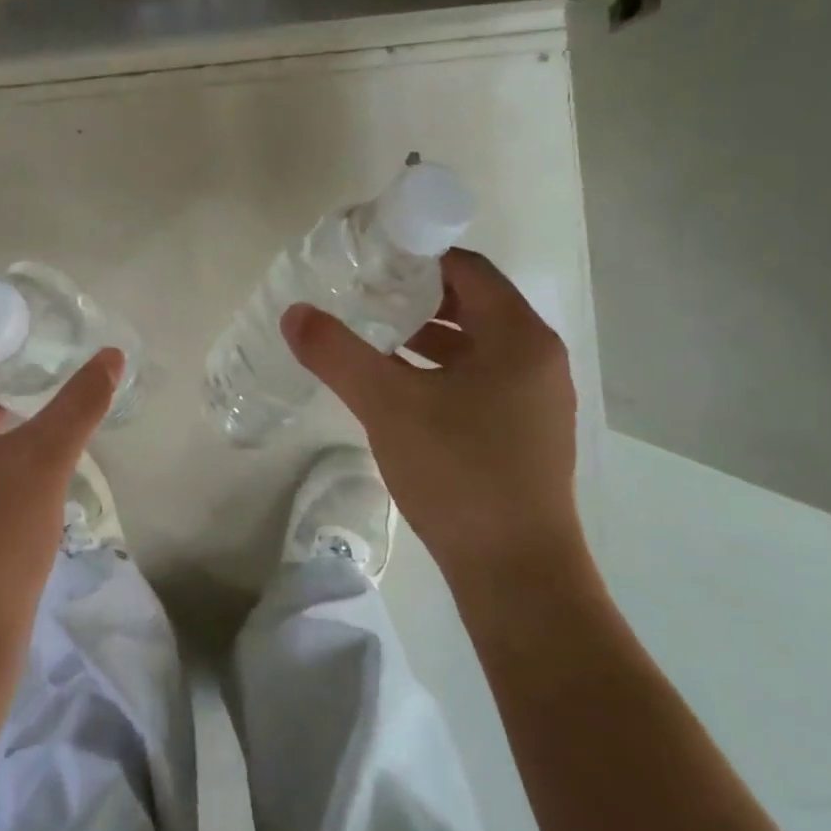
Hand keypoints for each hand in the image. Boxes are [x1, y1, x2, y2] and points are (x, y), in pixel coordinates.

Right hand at [281, 250, 587, 613]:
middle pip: (472, 304)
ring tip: (370, 334)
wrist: (515, 573)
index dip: (417, 256)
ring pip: (474, 345)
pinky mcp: (524, 432)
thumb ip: (338, 353)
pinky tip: (396, 385)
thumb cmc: (458, 473)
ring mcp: (535, 398)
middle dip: (415, 295)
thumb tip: (294, 313)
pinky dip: (438, 370)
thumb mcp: (387, 405)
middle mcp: (537, 358)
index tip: (368, 258)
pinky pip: (478, 378)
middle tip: (361, 293)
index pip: (467, 269)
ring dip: (425, 334)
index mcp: (518, 337)